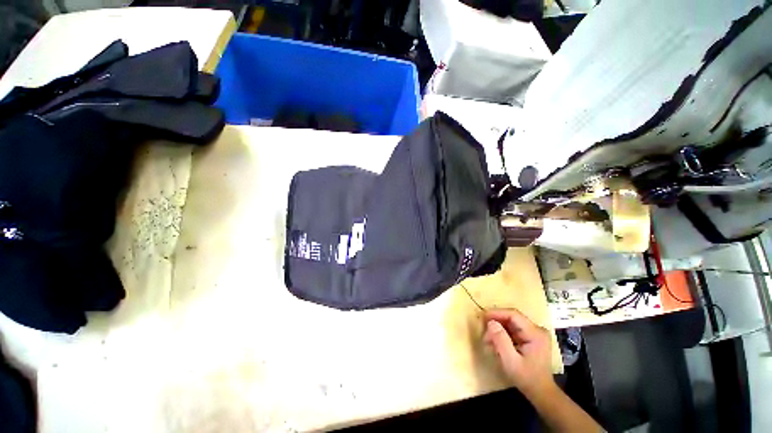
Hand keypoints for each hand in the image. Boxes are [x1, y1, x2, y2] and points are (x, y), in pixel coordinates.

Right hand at [483, 309, 555, 398]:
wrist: (541, 392)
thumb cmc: (526, 378)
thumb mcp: (511, 361)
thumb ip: (501, 340)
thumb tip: (490, 322)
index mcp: (535, 333)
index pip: (513, 315)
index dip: (496, 313)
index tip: (482, 317)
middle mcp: (537, 329)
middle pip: (511, 318)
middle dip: (495, 324)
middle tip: (484, 334)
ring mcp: (534, 333)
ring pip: (510, 323)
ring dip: (497, 330)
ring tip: (488, 341)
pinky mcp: (530, 337)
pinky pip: (513, 329)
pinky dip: (502, 334)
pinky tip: (495, 343)